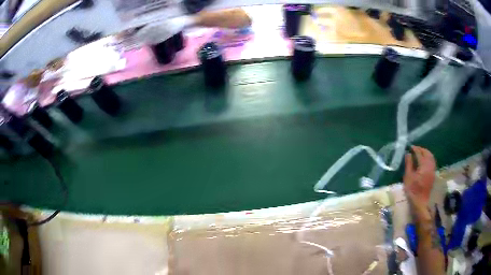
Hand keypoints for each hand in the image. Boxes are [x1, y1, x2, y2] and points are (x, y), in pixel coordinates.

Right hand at [403, 146, 435, 216]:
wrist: (420, 202)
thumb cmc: (412, 190)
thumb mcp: (408, 177)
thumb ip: (408, 164)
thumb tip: (408, 154)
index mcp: (423, 166)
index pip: (419, 153)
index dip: (415, 149)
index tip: (410, 147)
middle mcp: (430, 165)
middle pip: (427, 153)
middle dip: (421, 149)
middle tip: (415, 148)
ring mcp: (432, 169)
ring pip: (431, 156)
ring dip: (426, 152)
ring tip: (420, 152)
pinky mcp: (433, 173)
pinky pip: (432, 161)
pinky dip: (429, 157)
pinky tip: (425, 159)